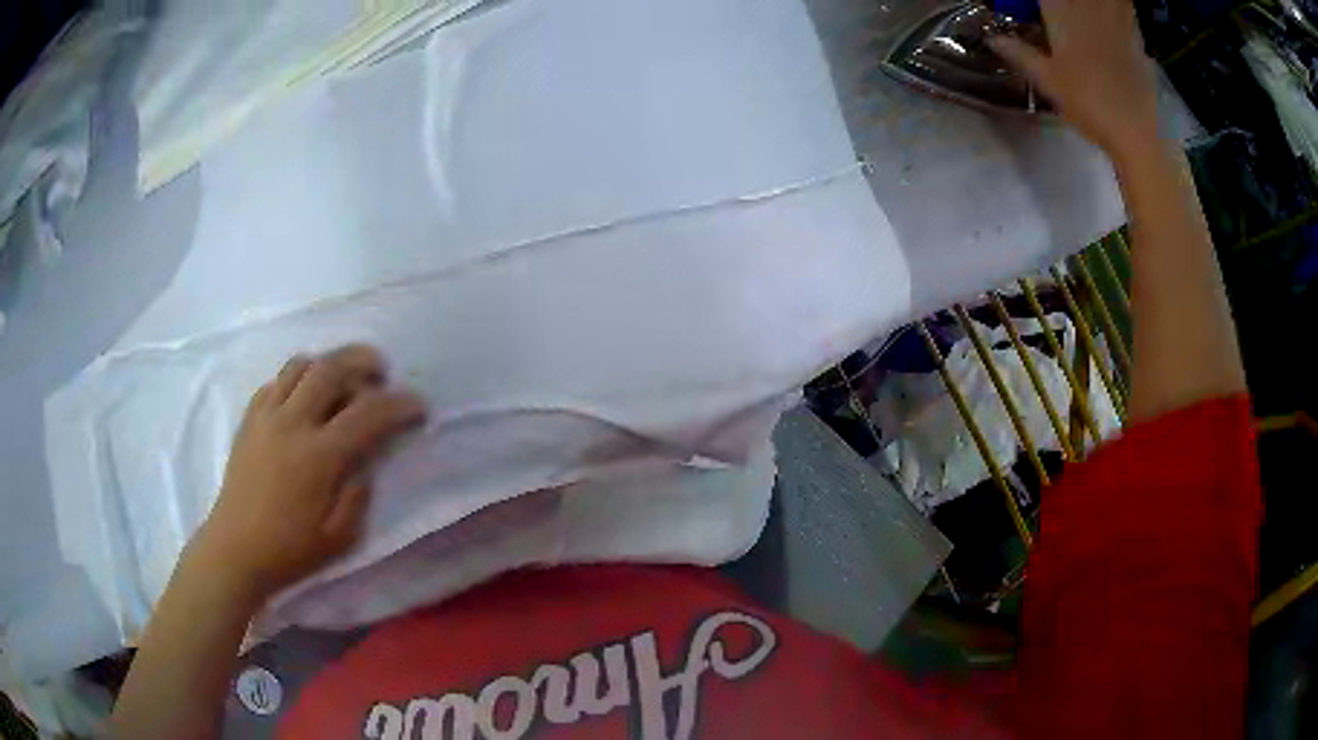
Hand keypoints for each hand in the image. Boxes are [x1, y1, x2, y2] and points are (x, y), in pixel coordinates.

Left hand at [190, 345, 426, 598]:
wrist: (235, 549)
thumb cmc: (289, 550)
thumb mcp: (340, 538)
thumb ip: (359, 495)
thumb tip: (365, 463)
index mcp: (318, 457)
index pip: (367, 413)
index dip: (399, 405)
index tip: (418, 407)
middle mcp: (292, 423)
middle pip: (331, 369)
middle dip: (363, 361)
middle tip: (381, 372)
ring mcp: (266, 416)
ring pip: (301, 364)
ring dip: (329, 363)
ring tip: (343, 378)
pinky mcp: (250, 418)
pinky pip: (277, 380)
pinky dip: (298, 378)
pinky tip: (305, 397)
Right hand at [990, 0, 1160, 160]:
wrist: (1136, 132)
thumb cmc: (1088, 105)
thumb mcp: (1048, 81)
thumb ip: (1020, 54)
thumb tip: (993, 39)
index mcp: (1062, 15)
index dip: (1040, 2)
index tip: (1029, 8)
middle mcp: (1089, 10)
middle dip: (1066, 2)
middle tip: (1060, 11)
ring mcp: (1118, 23)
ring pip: (1110, 0)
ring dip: (1098, 4)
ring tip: (1088, 13)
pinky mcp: (1138, 41)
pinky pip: (1128, 12)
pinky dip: (1121, 10)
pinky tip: (1115, 18)